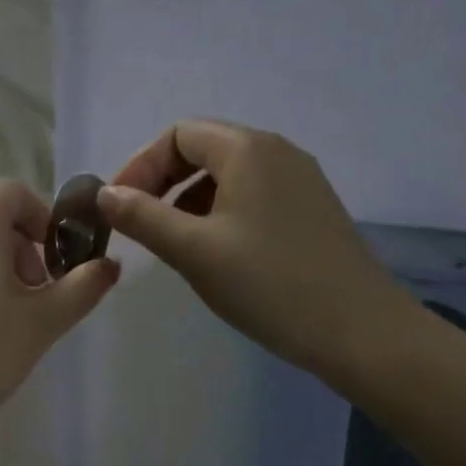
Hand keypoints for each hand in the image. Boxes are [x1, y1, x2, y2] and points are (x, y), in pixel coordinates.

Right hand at [98, 120, 418, 386]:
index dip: (141, 165)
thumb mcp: (193, 251)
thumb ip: (142, 217)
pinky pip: (254, 194)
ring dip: (190, 197)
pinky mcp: (312, 209)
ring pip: (229, 173)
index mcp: (248, 149)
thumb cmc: (269, 284)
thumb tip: (105, 194)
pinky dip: (221, 211)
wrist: (360, 331)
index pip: (178, 134)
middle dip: (163, 180)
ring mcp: (301, 180)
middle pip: (204, 148)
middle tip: (140, 222)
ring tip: (174, 240)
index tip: (119, 207)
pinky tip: (216, 251)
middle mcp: (277, 152)